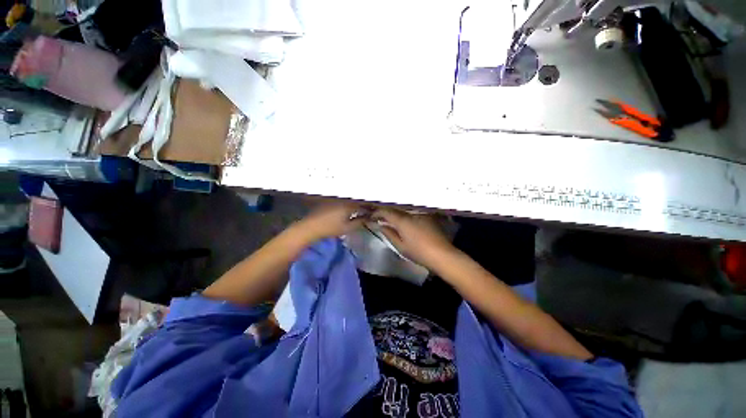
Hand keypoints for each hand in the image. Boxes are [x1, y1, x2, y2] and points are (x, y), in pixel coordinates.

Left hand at [293, 202, 365, 242]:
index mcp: (349, 204)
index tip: (374, 211)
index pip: (363, 203)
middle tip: (368, 209)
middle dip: (363, 203)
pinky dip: (348, 202)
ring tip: (360, 208)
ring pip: (350, 198)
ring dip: (356, 202)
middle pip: (357, 199)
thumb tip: (369, 219)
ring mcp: (336, 198)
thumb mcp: (348, 227)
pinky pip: (343, 199)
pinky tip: (348, 208)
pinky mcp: (330, 199)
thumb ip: (360, 222)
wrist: (311, 226)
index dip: (370, 207)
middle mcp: (343, 198)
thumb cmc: (330, 228)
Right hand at [372, 208, 456, 269]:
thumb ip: (389, 234)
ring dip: (396, 212)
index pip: (386, 212)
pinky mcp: (428, 216)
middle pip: (395, 208)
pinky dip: (406, 214)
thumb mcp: (400, 246)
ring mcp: (421, 213)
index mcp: (403, 220)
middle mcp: (411, 213)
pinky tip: (404, 219)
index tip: (372, 216)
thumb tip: (381, 225)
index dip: (378, 213)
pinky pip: (413, 212)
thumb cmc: (419, 252)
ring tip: (391, 217)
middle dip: (386, 211)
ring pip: (404, 209)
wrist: (442, 254)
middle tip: (380, 216)